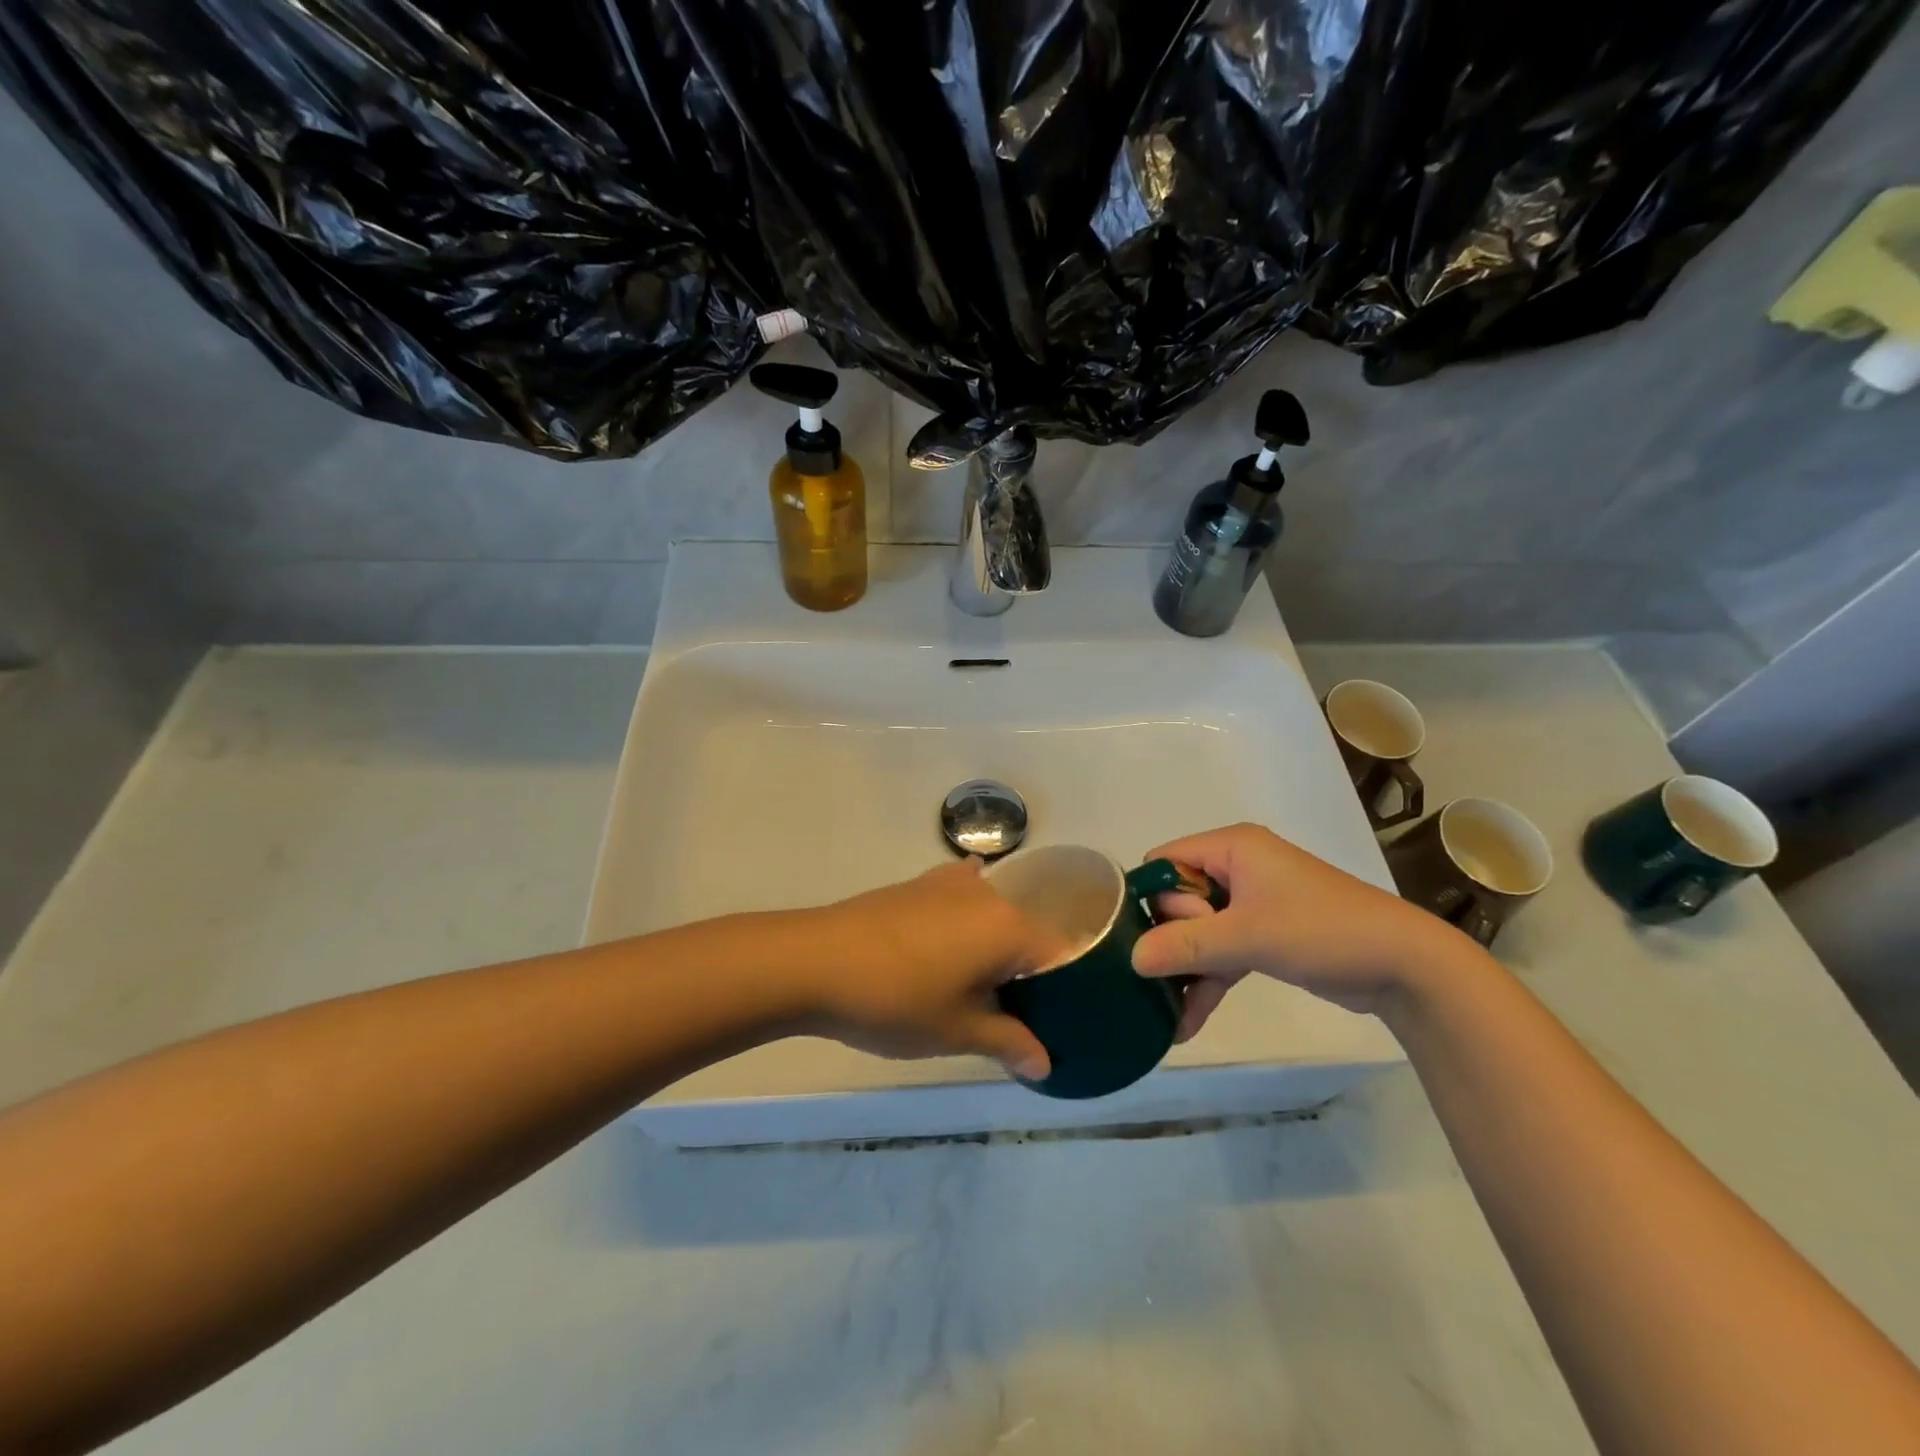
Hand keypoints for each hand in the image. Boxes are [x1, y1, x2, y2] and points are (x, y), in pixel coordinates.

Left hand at [802, 862, 1070, 1080]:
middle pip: (1027, 933)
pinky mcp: (918, 883)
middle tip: (1014, 1016)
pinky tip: (952, 945)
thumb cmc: (896, 1000)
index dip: (1064, 990)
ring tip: (978, 989)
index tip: (1055, 1022)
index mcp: (1009, 927)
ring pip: (993, 916)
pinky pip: (961, 900)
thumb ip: (1008, 1042)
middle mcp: (988, 894)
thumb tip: (1045, 1064)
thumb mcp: (956, 1031)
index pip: (1060, 955)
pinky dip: (965, 923)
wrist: (816, 960)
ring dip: (994, 948)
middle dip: (1026, 972)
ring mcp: (950, 883)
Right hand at [1131, 823, 1488, 1037]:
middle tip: (1180, 966)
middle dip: (1171, 939)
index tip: (1141, 936)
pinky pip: (1222, 952)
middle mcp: (1238, 868)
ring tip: (1162, 1012)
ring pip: (1199, 931)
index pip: (1166, 860)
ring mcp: (1253, 903)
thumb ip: (1185, 946)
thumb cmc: (1321, 930)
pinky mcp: (1266, 934)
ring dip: (1185, 968)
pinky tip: (1186, 1023)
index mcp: (1231, 848)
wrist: (1406, 966)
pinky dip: (1208, 981)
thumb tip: (1131, 959)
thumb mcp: (1247, 936)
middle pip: (1178, 899)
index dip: (1149, 896)